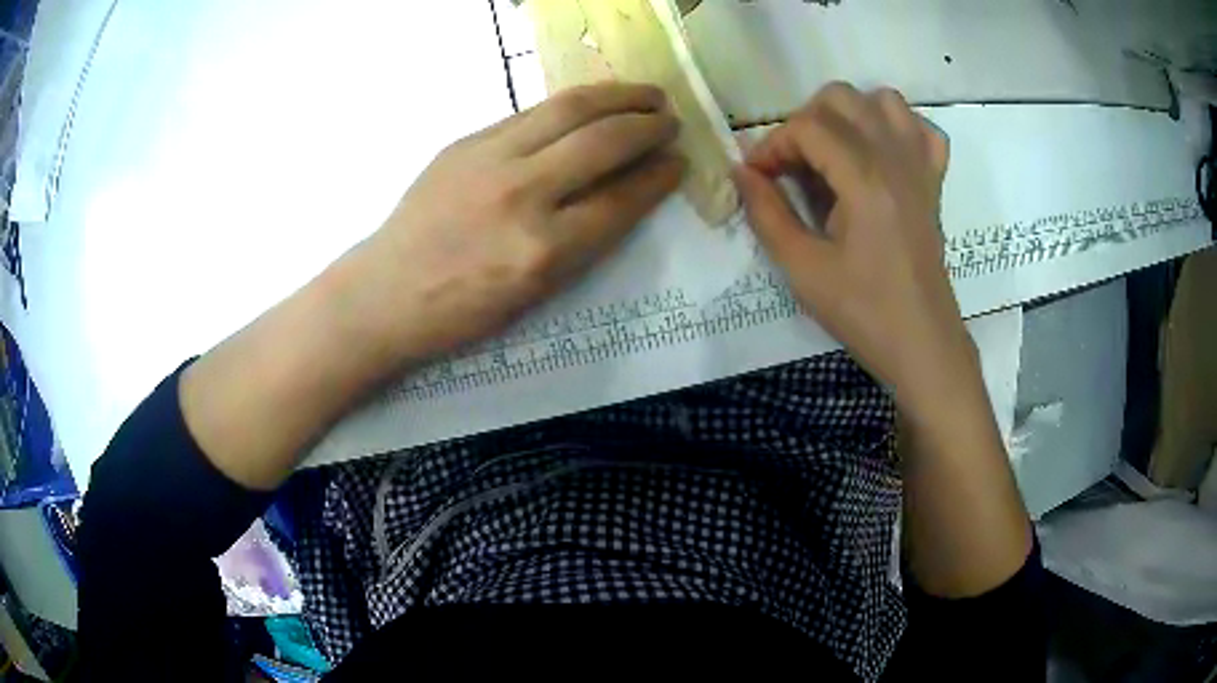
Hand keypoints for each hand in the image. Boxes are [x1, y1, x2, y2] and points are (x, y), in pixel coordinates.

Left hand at [341, 83, 683, 364]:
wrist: (384, 293)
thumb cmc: (460, 312)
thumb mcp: (534, 295)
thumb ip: (581, 241)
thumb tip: (622, 191)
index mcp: (544, 252)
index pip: (621, 200)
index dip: (659, 177)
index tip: (679, 162)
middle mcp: (522, 196)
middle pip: (603, 142)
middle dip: (648, 126)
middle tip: (671, 119)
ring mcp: (489, 160)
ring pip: (568, 110)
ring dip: (617, 96)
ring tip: (646, 93)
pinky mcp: (465, 142)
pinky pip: (530, 113)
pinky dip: (571, 104)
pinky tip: (590, 103)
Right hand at [734, 83, 966, 419]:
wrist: (922, 342)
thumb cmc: (863, 312)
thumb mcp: (802, 269)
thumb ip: (766, 213)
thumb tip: (740, 172)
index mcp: (864, 179)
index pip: (807, 126)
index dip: (772, 145)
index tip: (758, 178)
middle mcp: (895, 158)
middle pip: (841, 97)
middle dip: (805, 121)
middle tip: (794, 164)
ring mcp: (921, 166)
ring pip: (883, 100)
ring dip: (850, 114)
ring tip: (835, 152)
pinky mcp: (935, 181)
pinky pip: (922, 130)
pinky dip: (898, 129)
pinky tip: (881, 155)